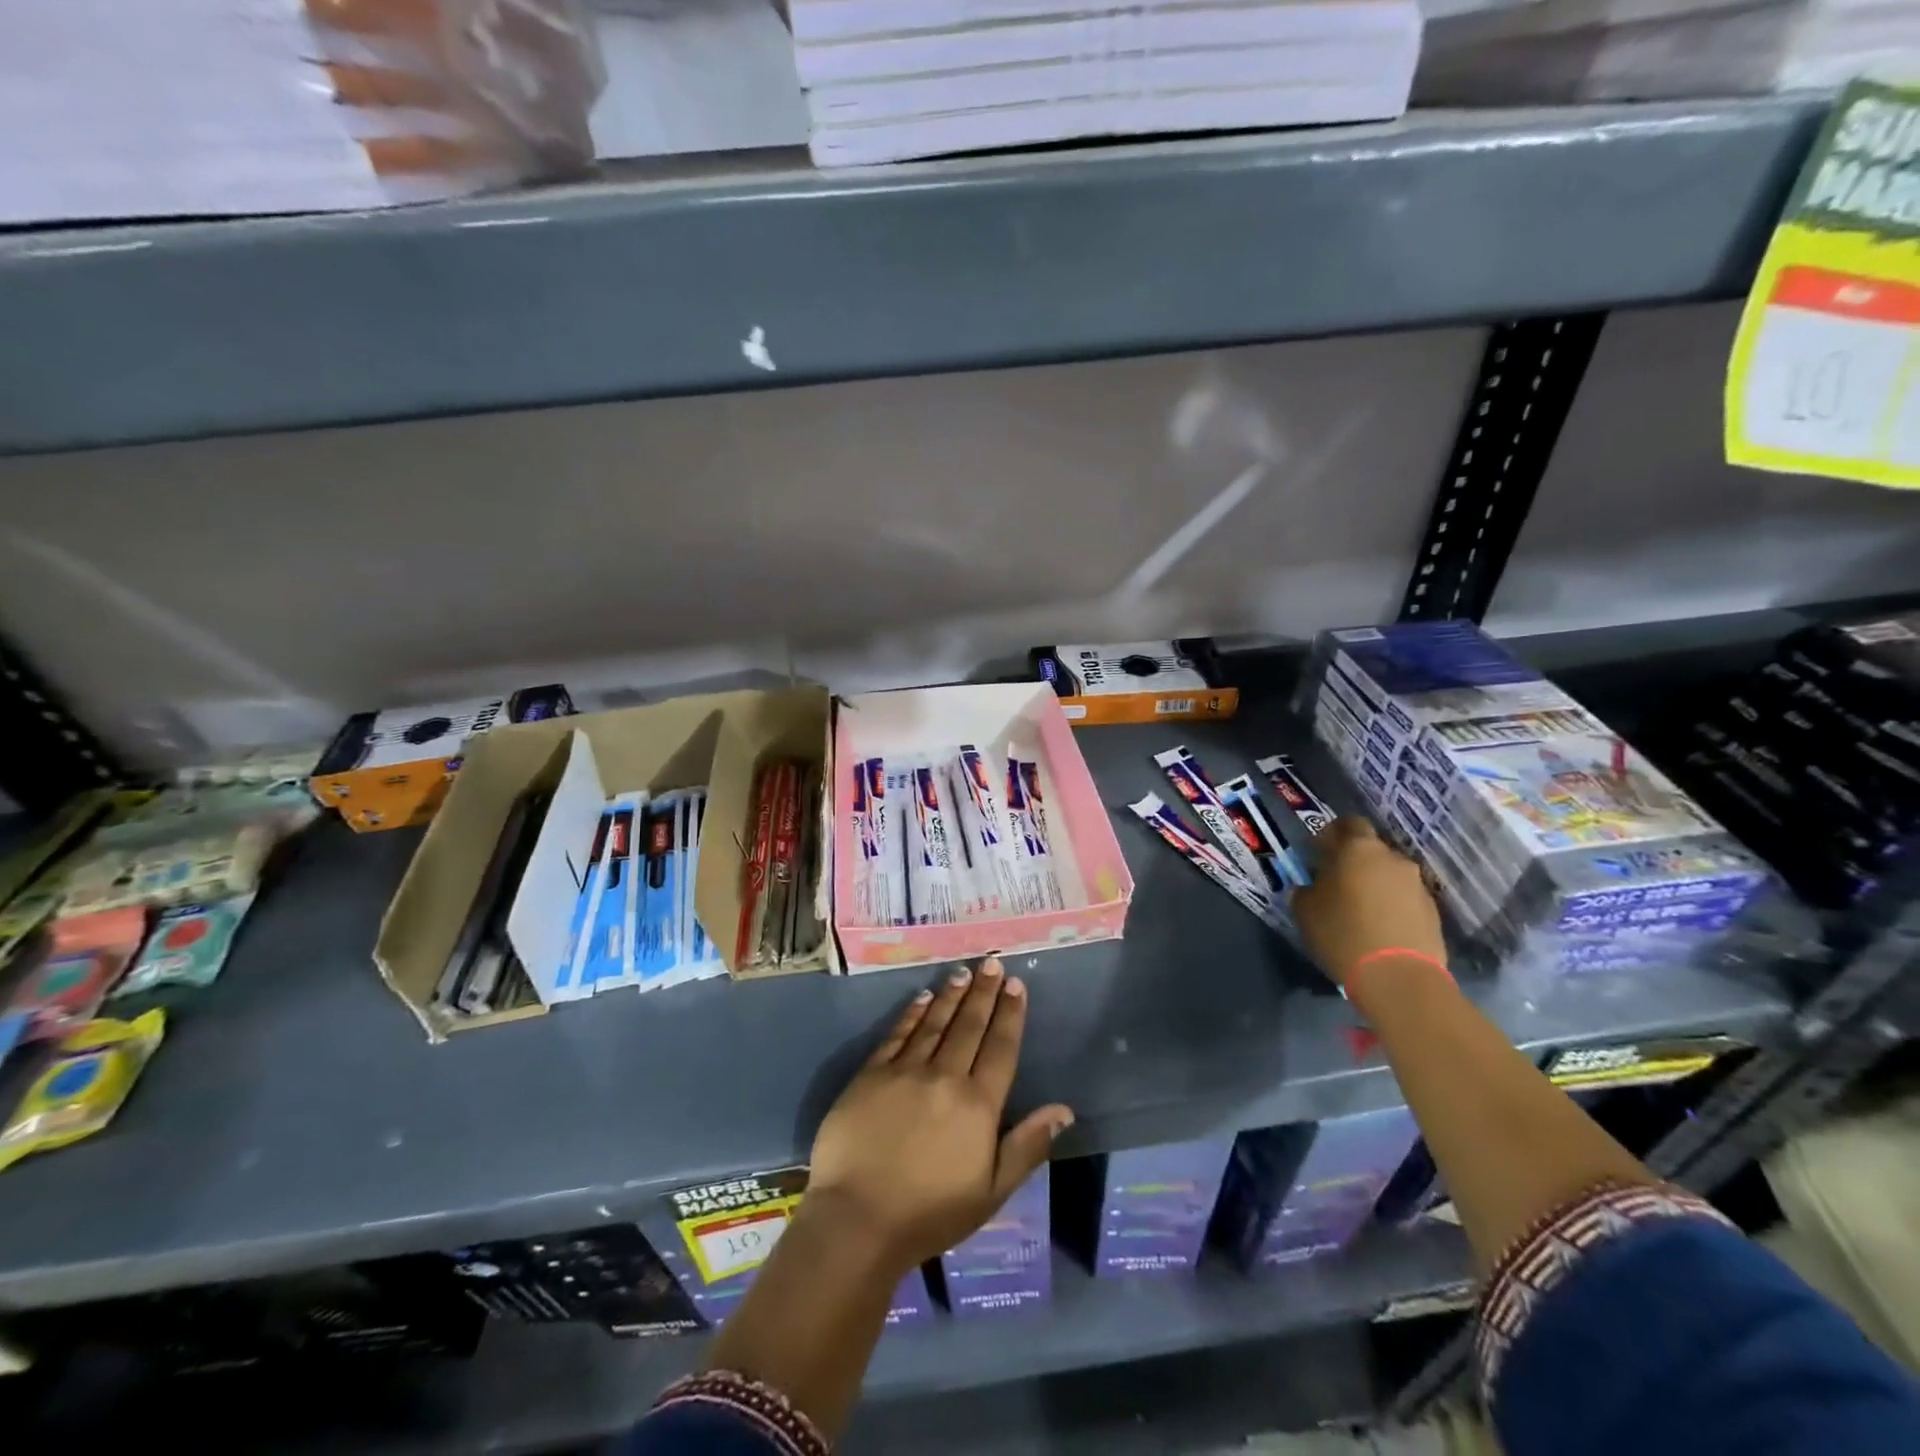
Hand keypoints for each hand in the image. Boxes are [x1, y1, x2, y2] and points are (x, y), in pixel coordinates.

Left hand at [805, 958, 1073, 1272]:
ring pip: (935, 1022)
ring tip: (963, 973)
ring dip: (951, 996)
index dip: (1010, 1014)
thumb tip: (1064, 1109)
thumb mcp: (992, 1191)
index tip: (1016, 985)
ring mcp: (905, 1071)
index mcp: (978, 1105)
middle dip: (983, 992)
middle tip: (991, 962)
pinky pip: (898, 1034)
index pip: (1000, 1047)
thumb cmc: (931, 1213)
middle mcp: (945, 1076)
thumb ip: (1027, 1146)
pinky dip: (913, 1014)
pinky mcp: (871, 1074)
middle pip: (969, 1026)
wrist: (858, 1220)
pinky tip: (922, 998)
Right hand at [1291, 816, 1445, 989]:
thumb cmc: (1342, 933)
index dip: (1333, 833)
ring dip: (1375, 884)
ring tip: (1360, 910)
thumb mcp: (1305, 910)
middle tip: (1337, 883)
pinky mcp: (1432, 911)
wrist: (1399, 977)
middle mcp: (1392, 858)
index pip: (1348, 823)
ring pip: (1389, 875)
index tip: (1319, 852)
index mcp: (1358, 849)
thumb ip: (1307, 888)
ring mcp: (1417, 884)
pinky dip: (1392, 906)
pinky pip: (1404, 898)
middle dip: (1354, 861)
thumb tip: (1313, 886)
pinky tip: (1379, 927)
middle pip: (1371, 850)